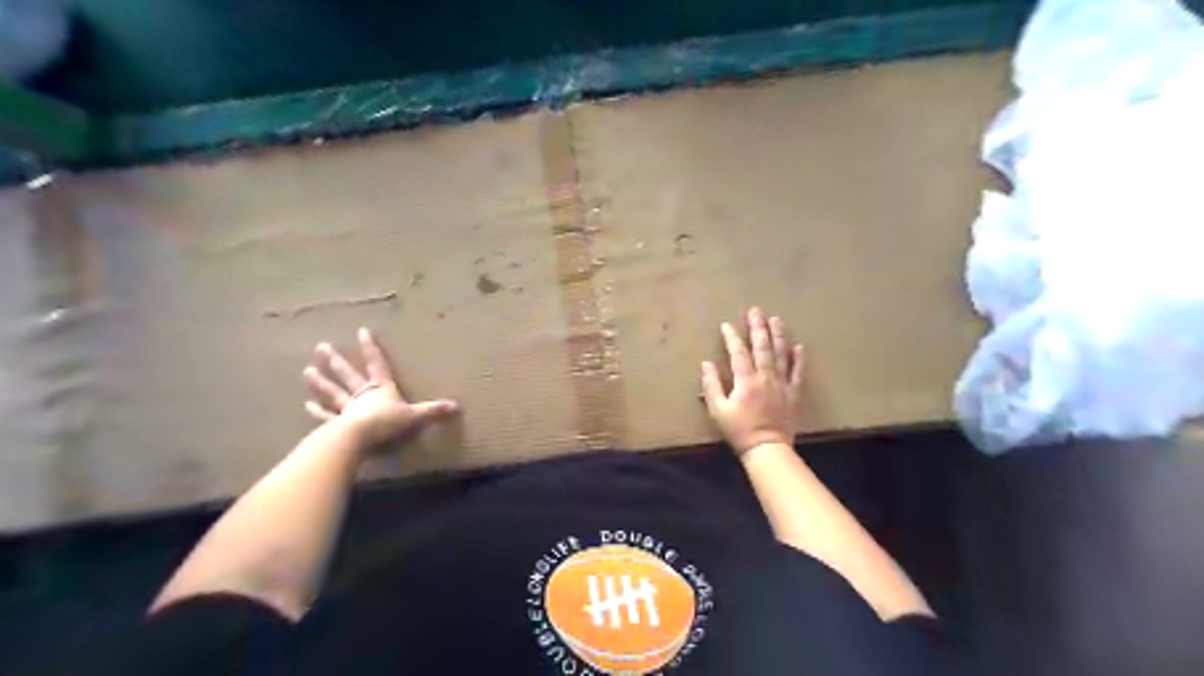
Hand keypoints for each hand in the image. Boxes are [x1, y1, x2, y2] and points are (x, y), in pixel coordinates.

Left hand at [300, 326, 460, 442]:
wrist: (359, 439)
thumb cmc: (387, 424)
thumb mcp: (415, 416)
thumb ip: (433, 411)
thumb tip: (457, 406)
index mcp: (381, 390)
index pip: (377, 364)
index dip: (370, 348)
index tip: (361, 331)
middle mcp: (362, 396)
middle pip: (349, 375)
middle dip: (337, 362)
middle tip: (322, 348)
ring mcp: (347, 409)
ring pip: (333, 392)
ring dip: (321, 382)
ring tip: (308, 370)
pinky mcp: (337, 425)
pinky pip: (326, 416)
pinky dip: (317, 411)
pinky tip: (307, 405)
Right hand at [703, 308, 802, 455]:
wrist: (767, 448)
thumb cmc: (739, 431)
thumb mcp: (718, 410)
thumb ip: (712, 386)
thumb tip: (706, 364)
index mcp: (745, 381)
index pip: (738, 353)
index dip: (731, 338)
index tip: (726, 325)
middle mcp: (765, 377)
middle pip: (762, 347)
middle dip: (758, 327)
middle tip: (755, 311)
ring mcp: (782, 384)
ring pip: (781, 355)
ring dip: (778, 336)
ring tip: (775, 320)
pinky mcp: (793, 393)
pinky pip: (798, 372)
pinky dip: (798, 359)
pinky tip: (798, 346)